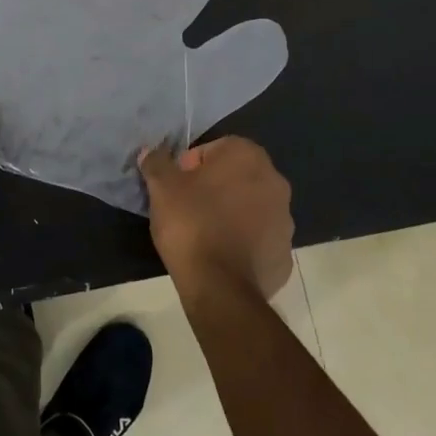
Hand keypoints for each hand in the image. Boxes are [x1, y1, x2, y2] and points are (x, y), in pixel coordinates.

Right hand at [140, 137, 293, 298]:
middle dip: (214, 188)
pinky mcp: (285, 253)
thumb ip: (157, 162)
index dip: (191, 166)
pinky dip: (243, 242)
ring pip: (251, 207)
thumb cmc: (191, 223)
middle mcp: (275, 181)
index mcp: (248, 157)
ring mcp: (285, 220)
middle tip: (187, 208)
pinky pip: (259, 239)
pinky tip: (222, 256)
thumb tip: (150, 151)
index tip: (177, 187)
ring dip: (231, 213)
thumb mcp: (162, 187)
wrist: (220, 286)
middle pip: (236, 177)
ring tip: (204, 234)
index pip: (214, 149)